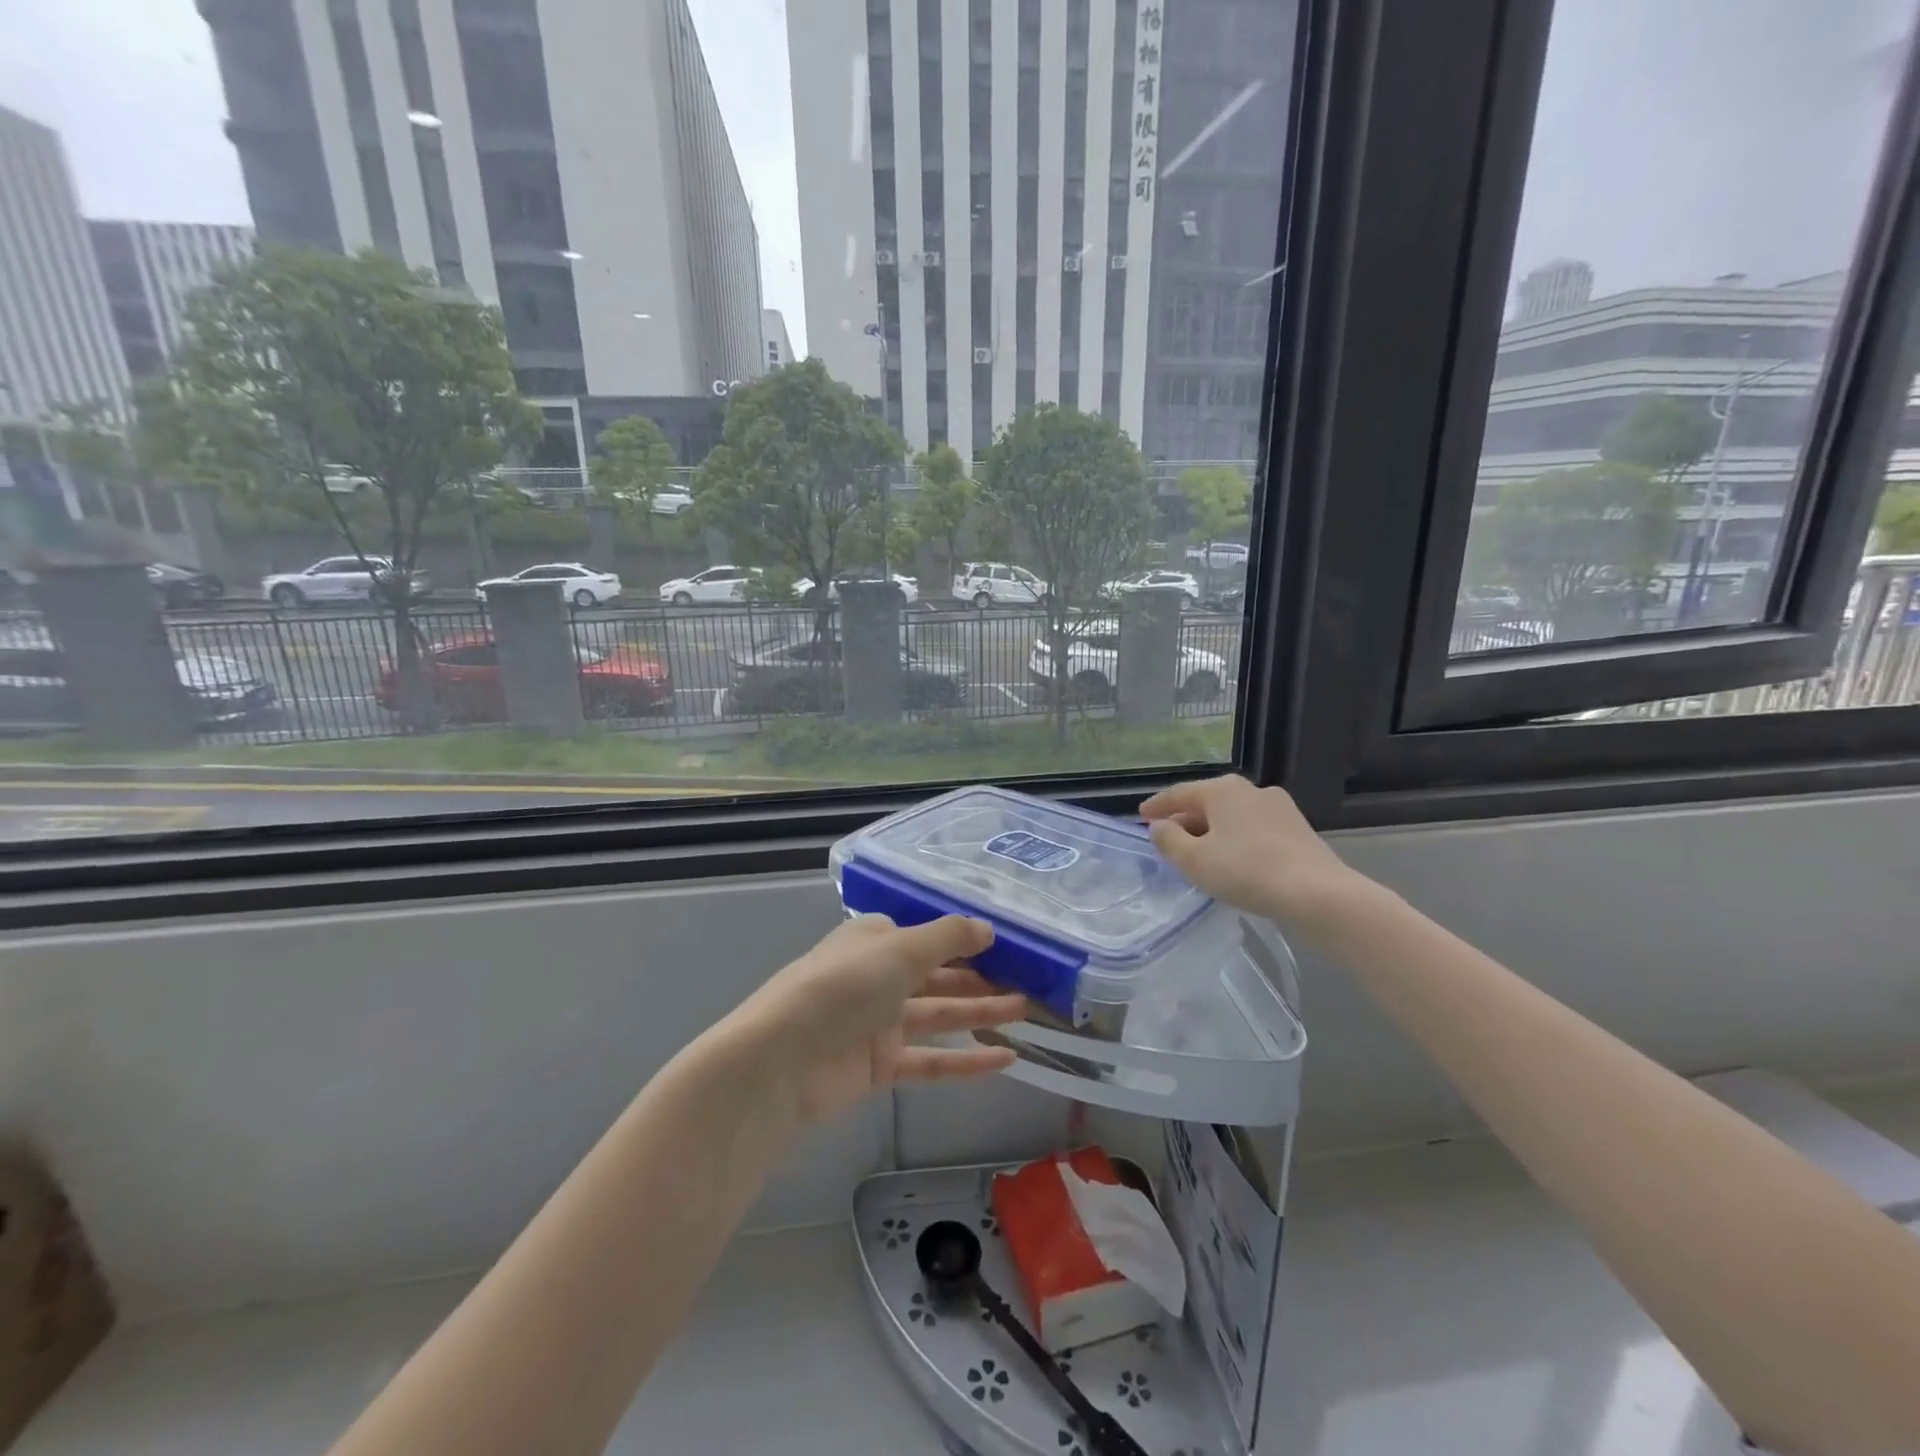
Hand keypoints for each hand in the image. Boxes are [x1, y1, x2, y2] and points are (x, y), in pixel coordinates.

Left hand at [733, 914, 1026, 1126]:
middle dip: (981, 978)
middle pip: (938, 975)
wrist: (782, 1060)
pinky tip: (1006, 1059)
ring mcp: (878, 1023)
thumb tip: (988, 927)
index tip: (1007, 945)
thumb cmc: (842, 986)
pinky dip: (966, 1060)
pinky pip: (931, 1059)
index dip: (965, 940)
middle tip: (1029, 982)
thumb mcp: (900, 949)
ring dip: (981, 1013)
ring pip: (939, 1015)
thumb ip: (948, 937)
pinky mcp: (880, 1066)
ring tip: (1027, 1012)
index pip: (927, 936)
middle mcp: (878, 977)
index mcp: (875, 940)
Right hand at [1140, 774, 1365, 932]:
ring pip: (1233, 816)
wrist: (1316, 893)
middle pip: (1208, 802)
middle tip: (1168, 837)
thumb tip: (1160, 826)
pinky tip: (1233, 860)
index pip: (1179, 793)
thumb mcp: (1194, 860)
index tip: (1141, 816)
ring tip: (1199, 852)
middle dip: (1186, 819)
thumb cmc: (1246, 871)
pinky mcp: (1298, 829)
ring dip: (1212, 830)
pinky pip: (1254, 829)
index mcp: (1222, 790)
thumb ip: (1169, 840)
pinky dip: (1236, 839)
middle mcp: (1251, 790)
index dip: (1157, 806)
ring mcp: (1279, 807)